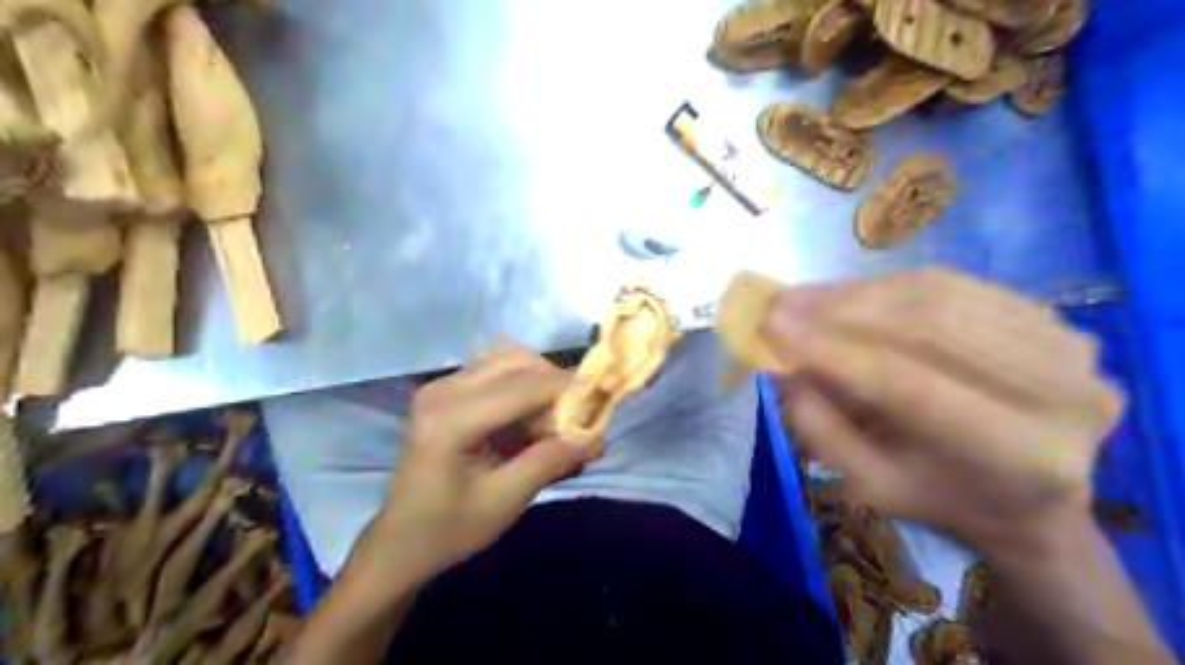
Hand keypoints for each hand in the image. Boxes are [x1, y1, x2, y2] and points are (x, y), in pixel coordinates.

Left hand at [375, 348, 591, 575]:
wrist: (400, 542)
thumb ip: (550, 460)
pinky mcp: (445, 389)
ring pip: (509, 360)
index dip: (569, 389)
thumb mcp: (506, 500)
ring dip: (540, 384)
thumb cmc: (449, 529)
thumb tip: (595, 435)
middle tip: (576, 422)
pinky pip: (496, 370)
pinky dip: (523, 387)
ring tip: (552, 423)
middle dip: (556, 387)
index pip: (525, 385)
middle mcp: (443, 389)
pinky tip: (528, 419)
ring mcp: (441, 385)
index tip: (602, 404)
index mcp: (451, 419)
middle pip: (519, 362)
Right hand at [764, 270, 1121, 559]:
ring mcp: (1069, 348)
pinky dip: (889, 287)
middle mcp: (1063, 394)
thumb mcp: (869, 485)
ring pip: (939, 296)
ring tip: (803, 297)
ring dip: (858, 293)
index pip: (908, 385)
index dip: (833, 350)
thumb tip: (779, 361)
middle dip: (840, 310)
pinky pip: (954, 286)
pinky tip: (848, 295)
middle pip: (928, 326)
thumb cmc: (942, 498)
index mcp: (1021, 457)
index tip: (769, 326)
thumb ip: (820, 427)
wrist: (1025, 495)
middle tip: (780, 303)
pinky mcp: (1054, 319)